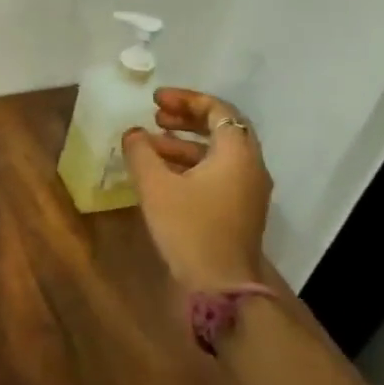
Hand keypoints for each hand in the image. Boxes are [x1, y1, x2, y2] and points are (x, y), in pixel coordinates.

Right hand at [122, 88, 272, 291]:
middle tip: (154, 117)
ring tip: (150, 146)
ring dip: (185, 143)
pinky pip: (218, 173)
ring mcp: (249, 190)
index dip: (186, 99)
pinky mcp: (240, 209)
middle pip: (222, 129)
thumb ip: (141, 153)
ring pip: (218, 154)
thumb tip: (133, 133)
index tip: (155, 100)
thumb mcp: (156, 186)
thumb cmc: (189, 228)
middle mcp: (250, 166)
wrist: (220, 285)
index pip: (218, 110)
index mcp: (237, 153)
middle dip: (186, 119)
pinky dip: (192, 164)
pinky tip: (163, 174)